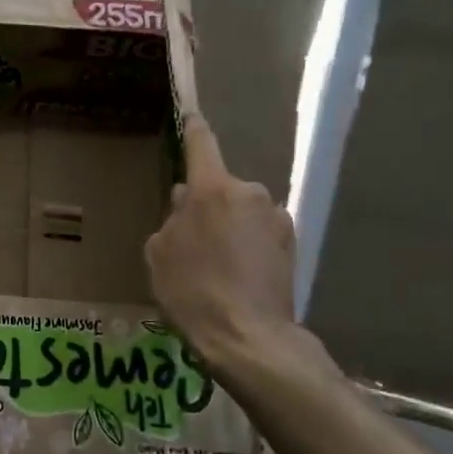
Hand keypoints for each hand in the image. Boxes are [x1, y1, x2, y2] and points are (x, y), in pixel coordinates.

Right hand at [145, 118, 333, 389]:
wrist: (249, 338)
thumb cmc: (193, 291)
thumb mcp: (160, 253)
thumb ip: (172, 219)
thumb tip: (187, 202)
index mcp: (212, 189)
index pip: (201, 144)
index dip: (193, 129)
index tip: (192, 116)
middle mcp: (250, 193)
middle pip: (220, 187)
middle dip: (207, 203)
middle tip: (192, 239)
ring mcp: (276, 218)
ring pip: (242, 211)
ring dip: (229, 226)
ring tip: (217, 265)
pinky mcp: (292, 245)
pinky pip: (260, 233)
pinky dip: (248, 245)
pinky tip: (238, 276)